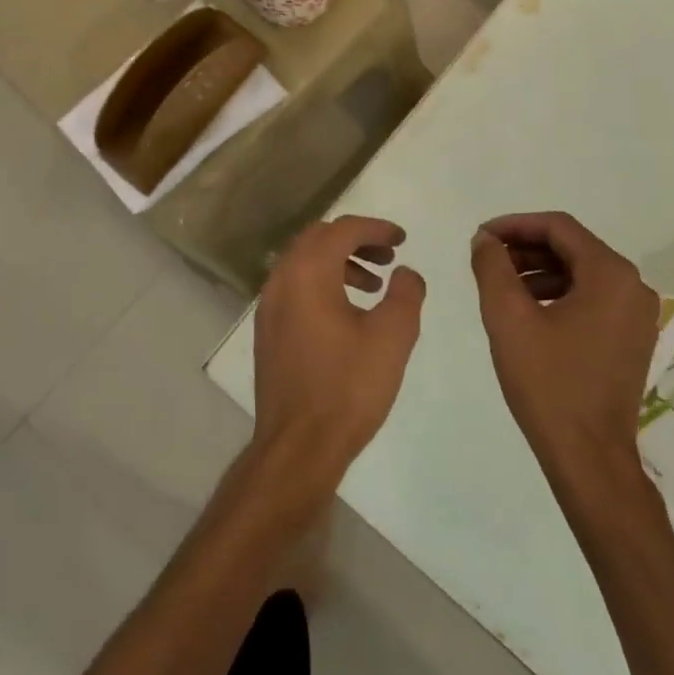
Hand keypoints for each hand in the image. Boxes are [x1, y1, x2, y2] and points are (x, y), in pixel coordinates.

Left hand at [252, 215, 426, 491]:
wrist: (298, 445)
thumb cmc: (348, 387)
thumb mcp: (392, 336)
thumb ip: (405, 293)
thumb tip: (405, 273)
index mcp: (308, 272)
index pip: (343, 230)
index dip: (376, 228)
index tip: (402, 240)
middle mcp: (281, 280)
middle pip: (318, 239)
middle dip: (356, 240)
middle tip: (388, 257)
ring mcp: (269, 307)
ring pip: (304, 263)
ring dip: (339, 263)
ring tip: (374, 287)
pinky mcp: (268, 331)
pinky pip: (295, 288)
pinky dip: (322, 284)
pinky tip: (347, 314)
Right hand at [470, 212, 660, 477]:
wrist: (589, 456)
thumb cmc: (548, 383)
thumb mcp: (508, 318)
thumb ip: (492, 267)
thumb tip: (485, 240)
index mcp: (610, 274)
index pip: (559, 227)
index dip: (515, 225)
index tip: (481, 237)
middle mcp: (633, 286)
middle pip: (572, 247)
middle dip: (525, 248)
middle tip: (486, 260)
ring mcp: (637, 314)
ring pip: (581, 273)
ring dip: (539, 272)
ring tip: (501, 286)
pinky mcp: (631, 338)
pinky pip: (592, 298)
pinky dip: (558, 294)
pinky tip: (528, 311)